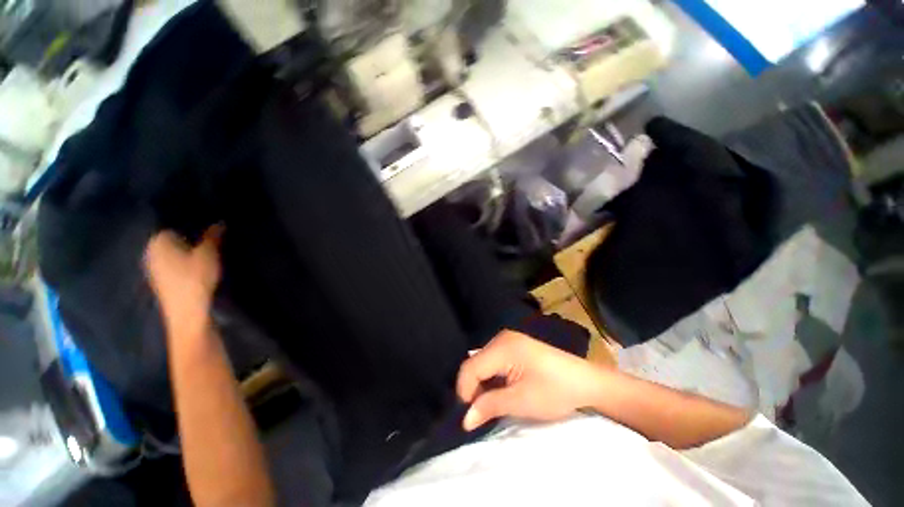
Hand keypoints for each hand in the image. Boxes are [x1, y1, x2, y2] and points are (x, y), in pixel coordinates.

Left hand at [145, 227, 222, 336]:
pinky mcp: (159, 280)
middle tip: (211, 240)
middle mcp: (150, 250)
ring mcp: (152, 267)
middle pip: (173, 238)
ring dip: (187, 251)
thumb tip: (220, 222)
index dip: (193, 225)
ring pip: (172, 252)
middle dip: (190, 238)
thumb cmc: (195, 278)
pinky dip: (183, 263)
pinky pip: (172, 264)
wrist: (187, 312)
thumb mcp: (209, 254)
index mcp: (158, 240)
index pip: (175, 224)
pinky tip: (196, 268)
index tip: (210, 229)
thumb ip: (213, 236)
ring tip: (206, 253)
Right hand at [457, 330, 607, 430]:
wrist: (587, 382)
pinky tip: (501, 390)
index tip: (472, 416)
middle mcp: (501, 338)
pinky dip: (492, 377)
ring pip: (482, 362)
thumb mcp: (521, 401)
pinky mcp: (515, 346)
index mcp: (502, 347)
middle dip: (473, 388)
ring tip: (492, 403)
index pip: (470, 367)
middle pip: (474, 363)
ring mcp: (508, 340)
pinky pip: (493, 361)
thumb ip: (489, 406)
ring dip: (483, 384)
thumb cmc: (555, 391)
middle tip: (482, 411)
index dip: (465, 392)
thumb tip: (464, 420)